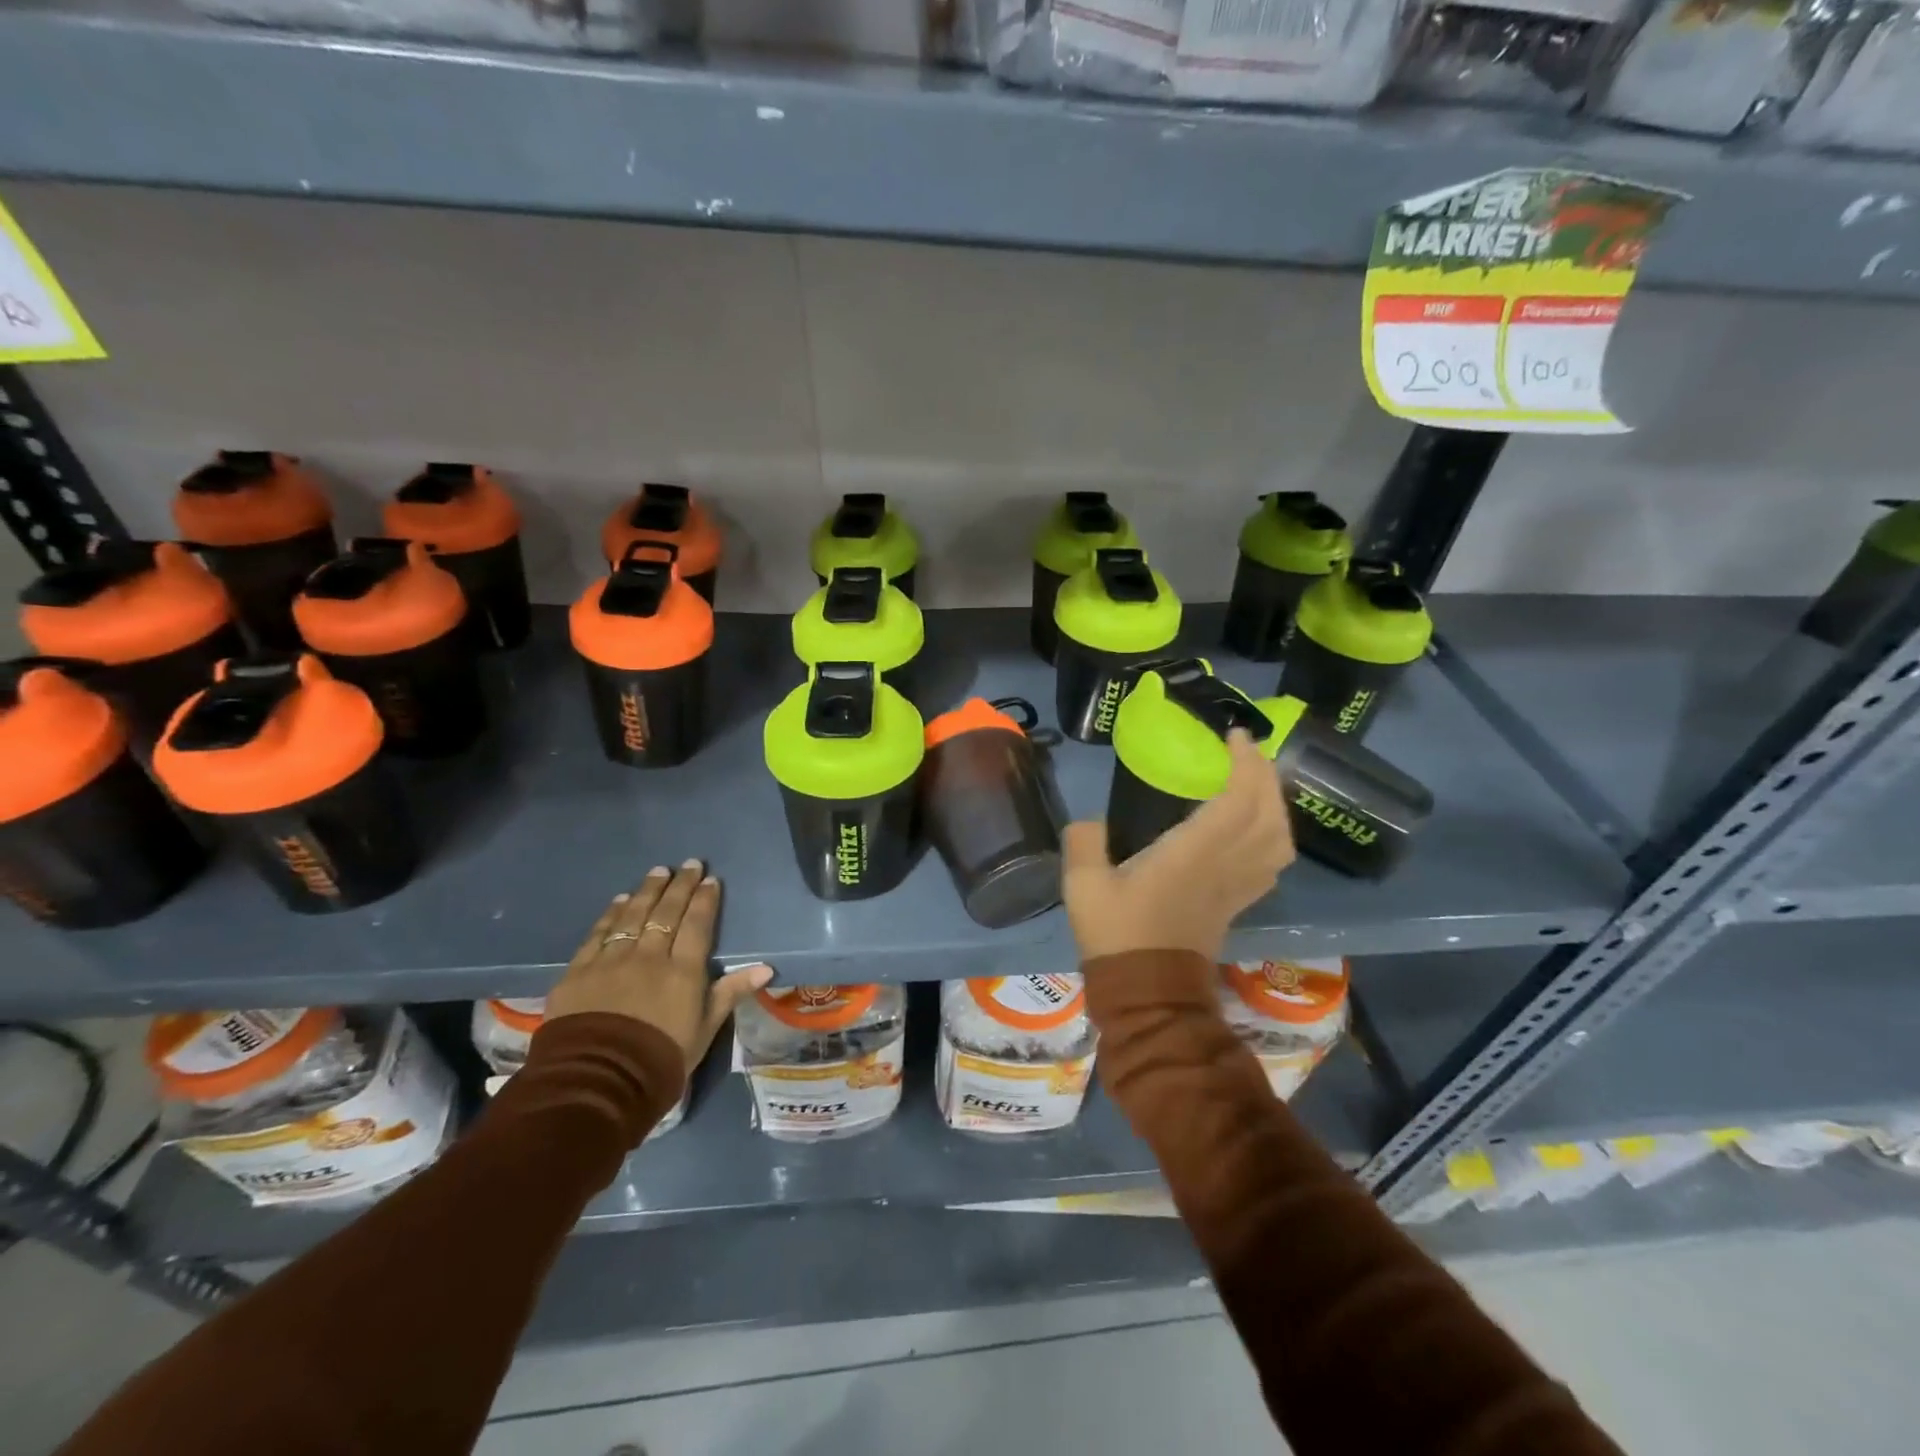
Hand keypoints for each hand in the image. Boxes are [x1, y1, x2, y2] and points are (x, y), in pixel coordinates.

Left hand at [546, 860, 771, 1071]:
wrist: (597, 1082)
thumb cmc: (660, 1060)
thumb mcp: (704, 1030)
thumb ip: (730, 993)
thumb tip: (766, 967)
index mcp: (683, 970)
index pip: (697, 924)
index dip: (705, 900)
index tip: (711, 880)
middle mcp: (649, 956)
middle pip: (667, 912)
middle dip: (680, 885)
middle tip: (689, 864)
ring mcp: (612, 960)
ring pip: (633, 915)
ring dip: (648, 891)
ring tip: (658, 871)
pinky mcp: (579, 971)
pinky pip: (598, 934)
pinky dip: (611, 914)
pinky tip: (621, 900)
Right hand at [1062, 730, 1294, 962]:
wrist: (1147, 992)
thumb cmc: (1117, 933)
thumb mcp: (1083, 884)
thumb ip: (1084, 840)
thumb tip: (1091, 822)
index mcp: (1193, 853)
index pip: (1239, 800)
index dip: (1245, 764)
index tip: (1235, 737)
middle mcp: (1225, 865)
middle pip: (1268, 814)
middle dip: (1265, 775)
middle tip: (1248, 751)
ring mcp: (1236, 886)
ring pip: (1279, 839)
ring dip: (1275, 804)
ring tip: (1256, 783)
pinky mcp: (1237, 902)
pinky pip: (1271, 862)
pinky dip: (1274, 835)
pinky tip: (1255, 827)